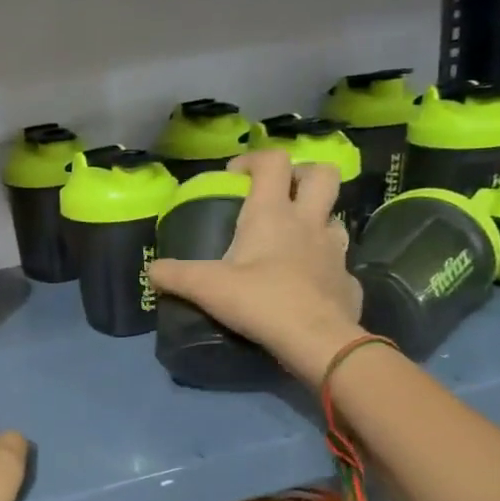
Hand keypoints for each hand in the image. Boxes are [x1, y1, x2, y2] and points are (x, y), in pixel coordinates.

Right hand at [146, 149, 363, 385]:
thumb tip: (151, 271)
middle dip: (302, 174)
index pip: (273, 161)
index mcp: (273, 213)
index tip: (235, 176)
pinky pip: (339, 265)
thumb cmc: (261, 301)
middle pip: (322, 174)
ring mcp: (335, 251)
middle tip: (280, 193)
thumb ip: (175, 276)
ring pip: (335, 218)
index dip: (254, 159)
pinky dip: (324, 268)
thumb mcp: (207, 288)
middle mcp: (309, 222)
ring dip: (317, 220)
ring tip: (293, 240)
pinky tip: (307, 286)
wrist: (317, 341)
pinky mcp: (348, 282)